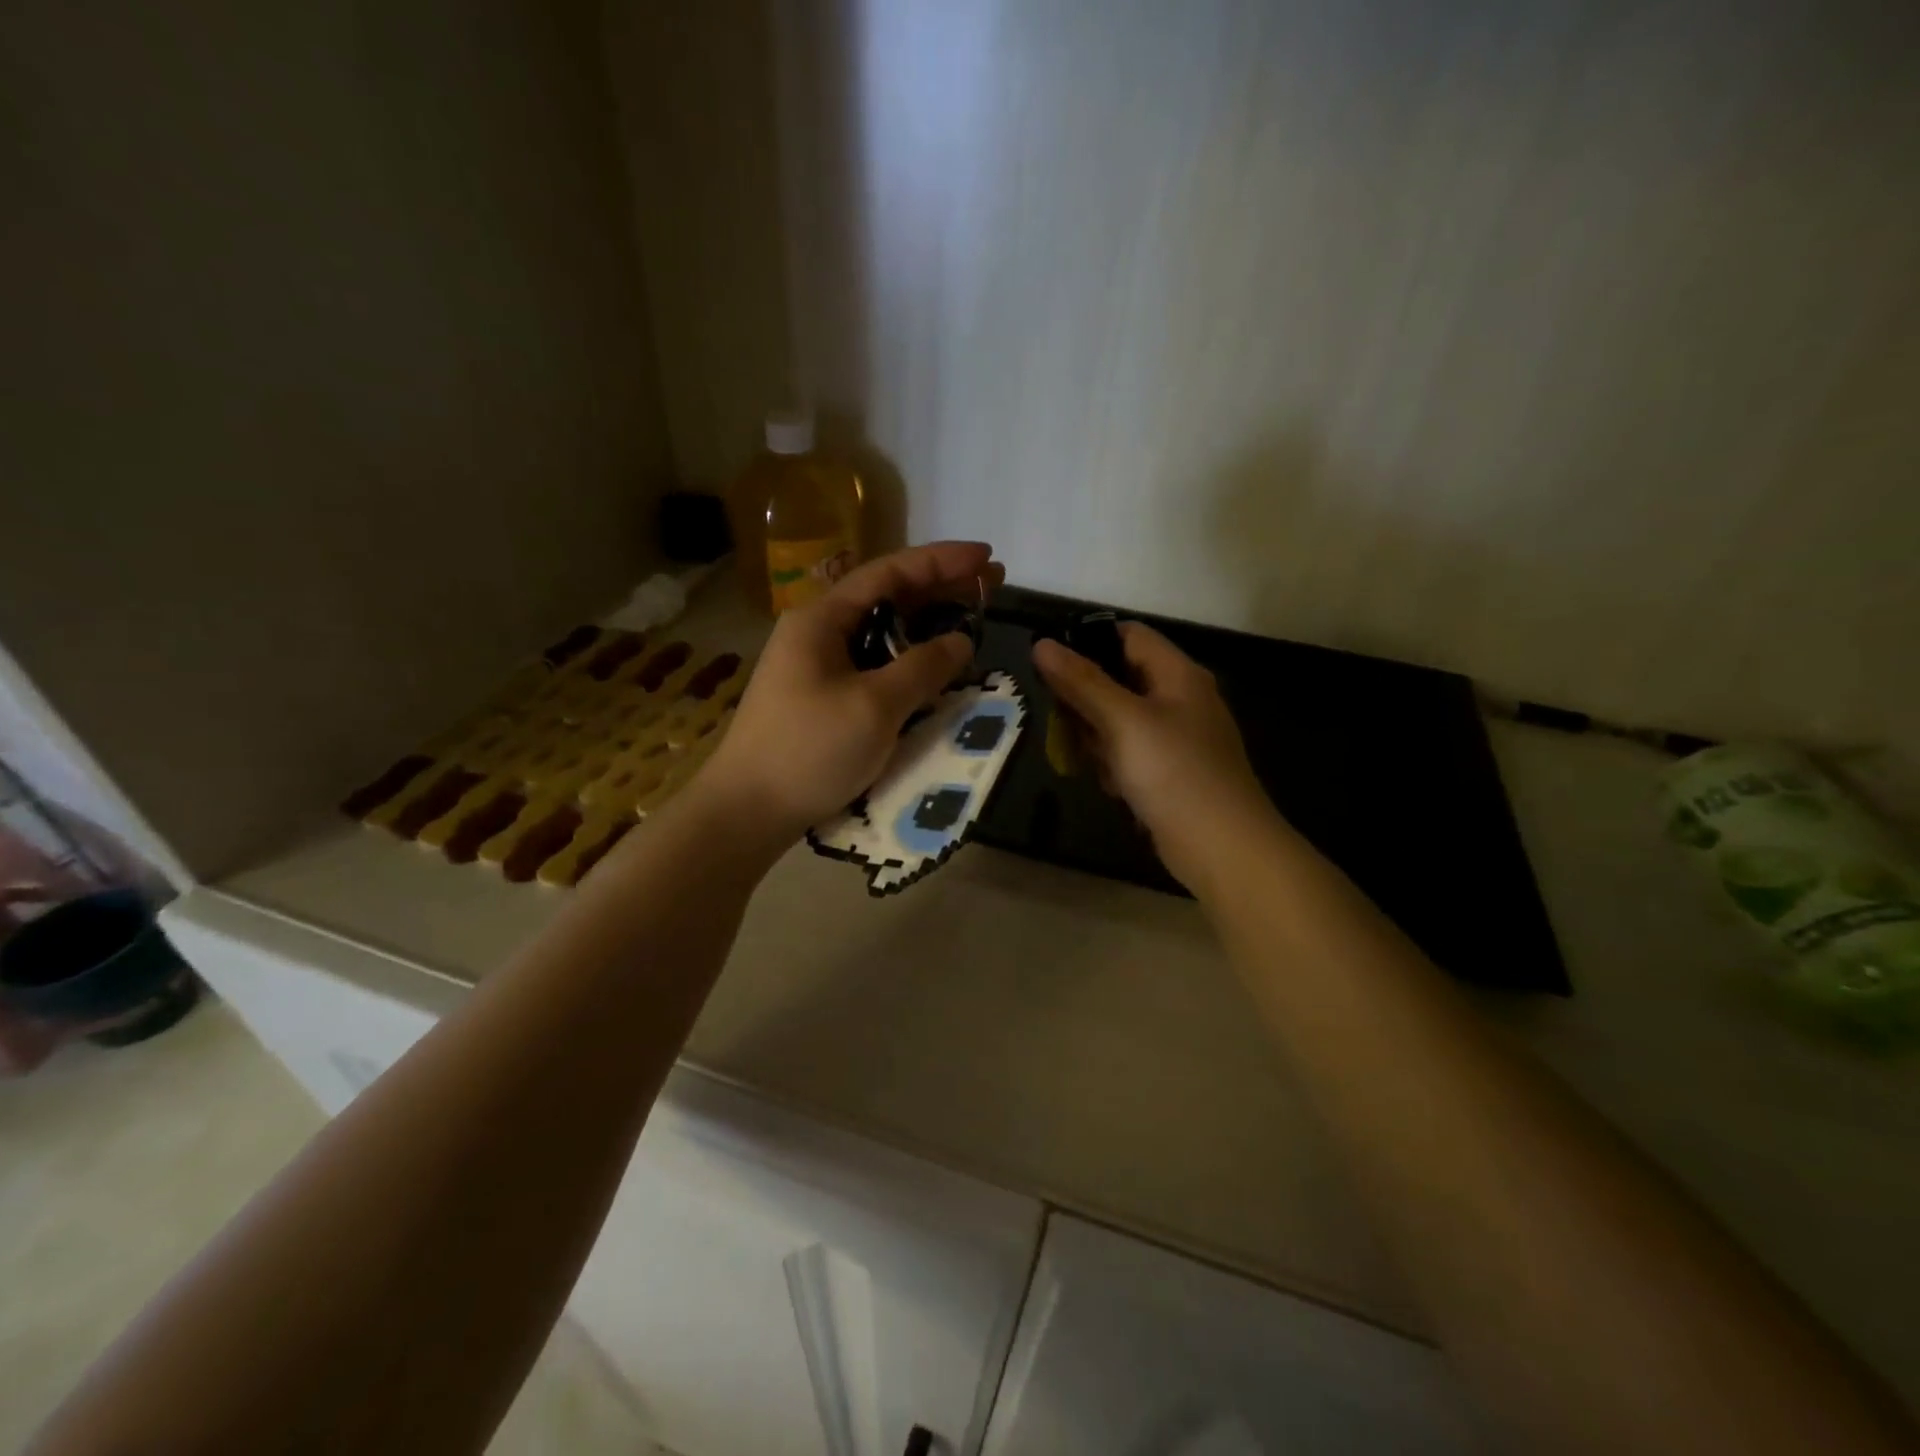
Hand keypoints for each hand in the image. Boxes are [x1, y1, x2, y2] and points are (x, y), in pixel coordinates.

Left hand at [704, 541, 1003, 841]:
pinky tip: (935, 668)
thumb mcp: (874, 706)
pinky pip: (874, 665)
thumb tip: (961, 641)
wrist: (747, 812)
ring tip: (971, 621)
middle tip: (990, 586)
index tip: (986, 557)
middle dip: (940, 589)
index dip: (940, 561)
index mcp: (822, 619)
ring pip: (882, 634)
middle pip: (886, 597)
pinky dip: (909, 661)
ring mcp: (817, 667)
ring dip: (926, 626)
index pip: (889, 572)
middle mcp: (818, 632)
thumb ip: (922, 667)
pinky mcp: (822, 698)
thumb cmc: (809, 750)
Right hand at [1033, 622, 1277, 890]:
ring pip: (1118, 721)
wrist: (1222, 848)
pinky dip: (1115, 766)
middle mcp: (1179, 699)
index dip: (1088, 642)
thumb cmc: (1174, 772)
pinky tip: (1116, 788)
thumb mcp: (1122, 720)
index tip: (1049, 666)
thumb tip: (1042, 644)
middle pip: (1118, 679)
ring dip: (1098, 739)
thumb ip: (1081, 681)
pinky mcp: (1170, 772)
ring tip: (1096, 763)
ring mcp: (1176, 738)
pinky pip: (1129, 754)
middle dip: (1087, 701)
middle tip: (1067, 724)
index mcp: (1177, 674)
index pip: (1128, 635)